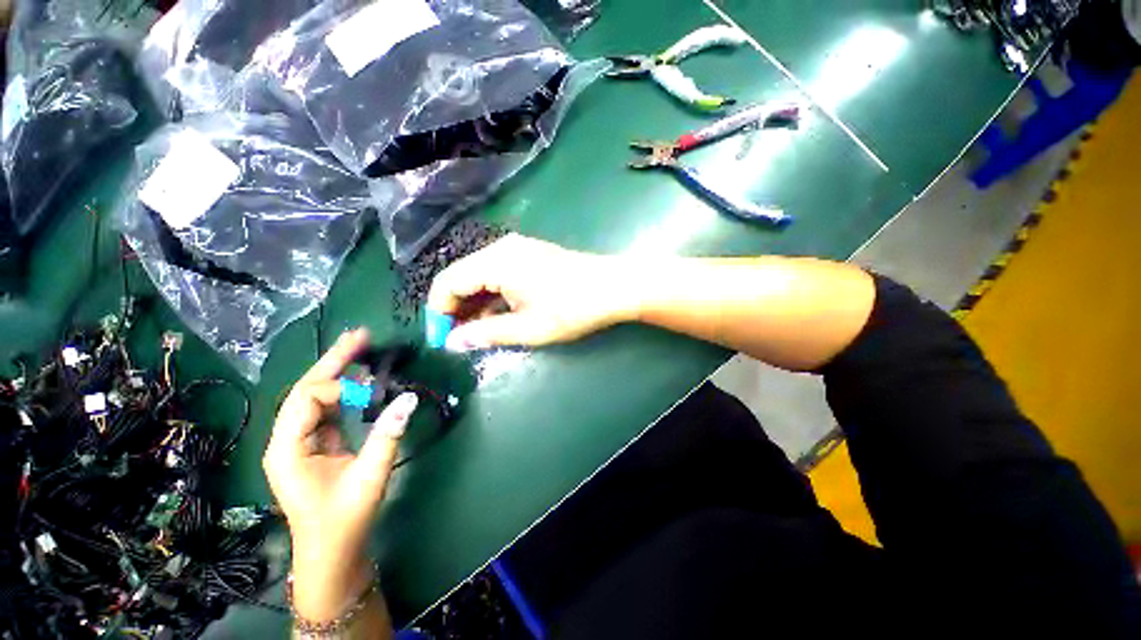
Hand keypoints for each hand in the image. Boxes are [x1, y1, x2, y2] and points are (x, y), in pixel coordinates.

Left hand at [263, 328, 415, 620]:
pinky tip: (359, 379)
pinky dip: (345, 390)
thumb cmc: (344, 519)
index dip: (342, 389)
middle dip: (333, 361)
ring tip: (361, 348)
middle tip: (360, 335)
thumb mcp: (370, 476)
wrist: (332, 552)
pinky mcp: (316, 443)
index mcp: (288, 448)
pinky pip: (328, 409)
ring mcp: (301, 440)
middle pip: (307, 389)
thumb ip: (388, 434)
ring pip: (317, 396)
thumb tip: (409, 397)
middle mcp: (288, 438)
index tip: (374, 395)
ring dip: (339, 371)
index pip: (308, 399)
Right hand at [427, 234, 637, 350]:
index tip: (441, 338)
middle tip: (458, 338)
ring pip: (481, 275)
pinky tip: (497, 314)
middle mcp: (501, 248)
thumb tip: (453, 342)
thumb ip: (487, 333)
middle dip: (455, 308)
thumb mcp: (528, 328)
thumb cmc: (572, 308)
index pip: (447, 283)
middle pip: (462, 276)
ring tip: (476, 332)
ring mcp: (518, 249)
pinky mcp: (530, 255)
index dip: (439, 312)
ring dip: (475, 303)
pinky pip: (499, 273)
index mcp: (496, 262)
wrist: (615, 287)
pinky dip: (492, 294)